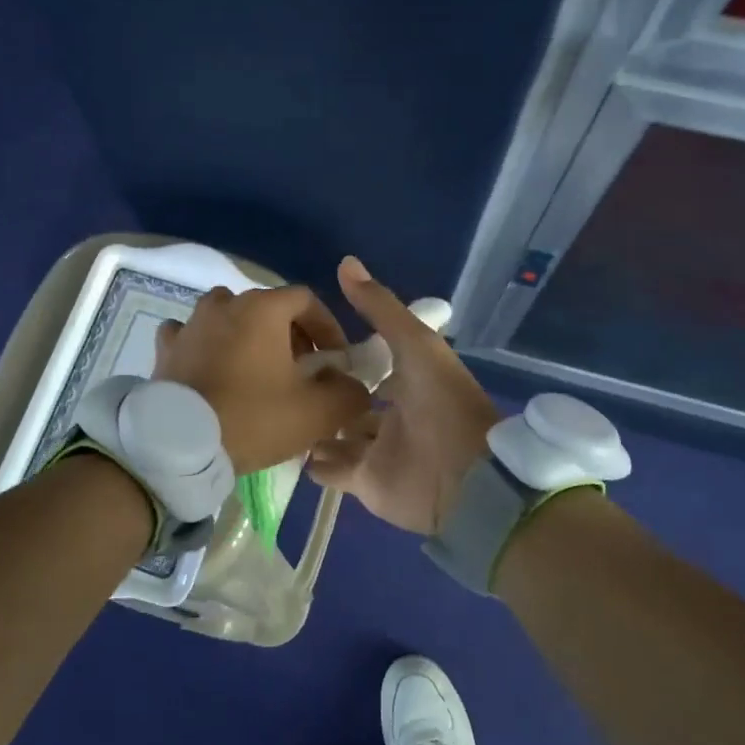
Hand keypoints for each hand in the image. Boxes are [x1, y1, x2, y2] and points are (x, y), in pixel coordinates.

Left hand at [154, 285, 371, 474]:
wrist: (180, 446)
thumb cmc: (253, 418)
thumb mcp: (317, 412)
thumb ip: (348, 393)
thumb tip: (354, 386)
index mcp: (262, 308)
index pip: (306, 300)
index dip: (327, 327)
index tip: (334, 360)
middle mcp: (224, 303)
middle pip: (267, 307)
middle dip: (290, 334)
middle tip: (300, 371)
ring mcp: (190, 323)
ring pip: (228, 317)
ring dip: (248, 336)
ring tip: (257, 371)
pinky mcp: (165, 348)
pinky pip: (192, 335)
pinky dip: (207, 346)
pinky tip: (212, 369)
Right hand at [307, 256, 500, 534]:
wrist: (464, 478)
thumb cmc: (442, 404)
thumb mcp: (415, 343)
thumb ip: (380, 307)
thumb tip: (345, 261)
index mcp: (409, 380)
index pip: (371, 362)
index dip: (344, 352)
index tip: (307, 339)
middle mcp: (391, 414)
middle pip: (351, 401)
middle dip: (326, 392)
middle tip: (283, 379)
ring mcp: (377, 451)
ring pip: (338, 435)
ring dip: (315, 427)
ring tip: (279, 412)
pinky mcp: (364, 483)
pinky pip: (331, 471)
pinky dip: (313, 462)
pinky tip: (287, 447)